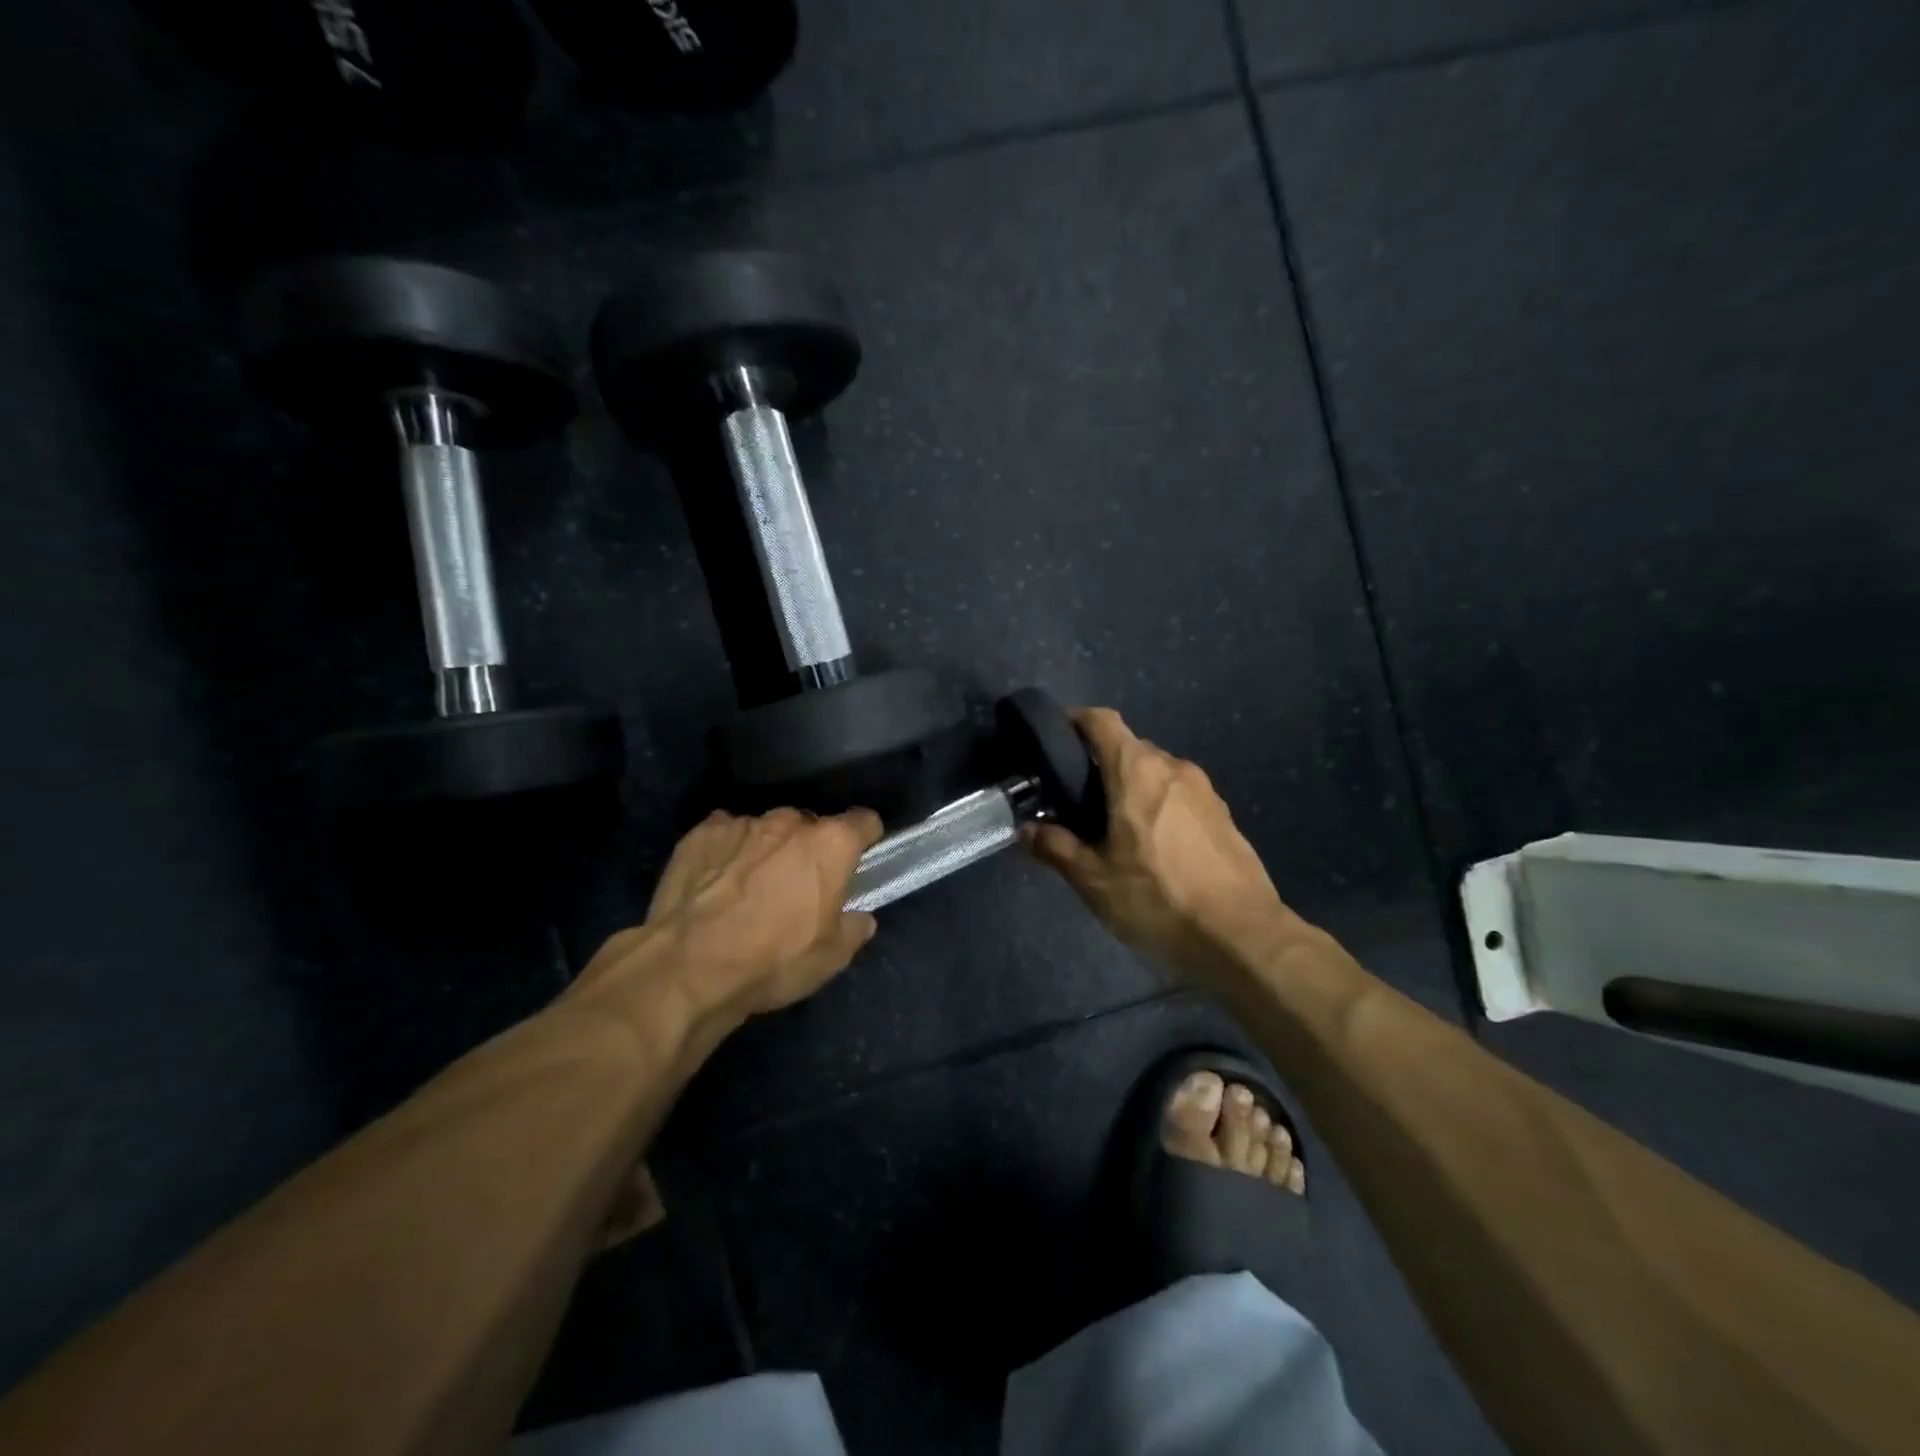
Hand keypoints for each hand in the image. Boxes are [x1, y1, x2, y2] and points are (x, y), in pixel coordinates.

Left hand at [578, 808, 883, 1027]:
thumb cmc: (773, 960)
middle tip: (798, 887)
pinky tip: (716, 883)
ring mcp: (742, 823)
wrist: (689, 967)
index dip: (865, 839)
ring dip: (767, 851)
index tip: (857, 860)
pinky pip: (725, 835)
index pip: (864, 821)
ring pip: (766, 830)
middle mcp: (790, 822)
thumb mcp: (831, 958)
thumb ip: (854, 929)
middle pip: (810, 826)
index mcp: (831, 844)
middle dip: (809, 849)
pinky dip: (728, 853)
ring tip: (750, 889)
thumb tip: (859, 919)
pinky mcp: (701, 833)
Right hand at [1027, 708, 1286, 974]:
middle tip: (1076, 801)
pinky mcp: (1223, 814)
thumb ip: (1056, 848)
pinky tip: (1153, 847)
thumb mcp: (1095, 880)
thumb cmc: (1159, 899)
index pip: (1102, 721)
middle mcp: (1173, 767)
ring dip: (1131, 788)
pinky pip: (1179, 796)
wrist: (1242, 936)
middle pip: (1129, 748)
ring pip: (1156, 773)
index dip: (1076, 721)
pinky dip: (1159, 806)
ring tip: (1113, 828)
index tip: (1055, 740)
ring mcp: (1204, 790)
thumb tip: (1026, 830)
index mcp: (1138, 771)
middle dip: (1100, 765)